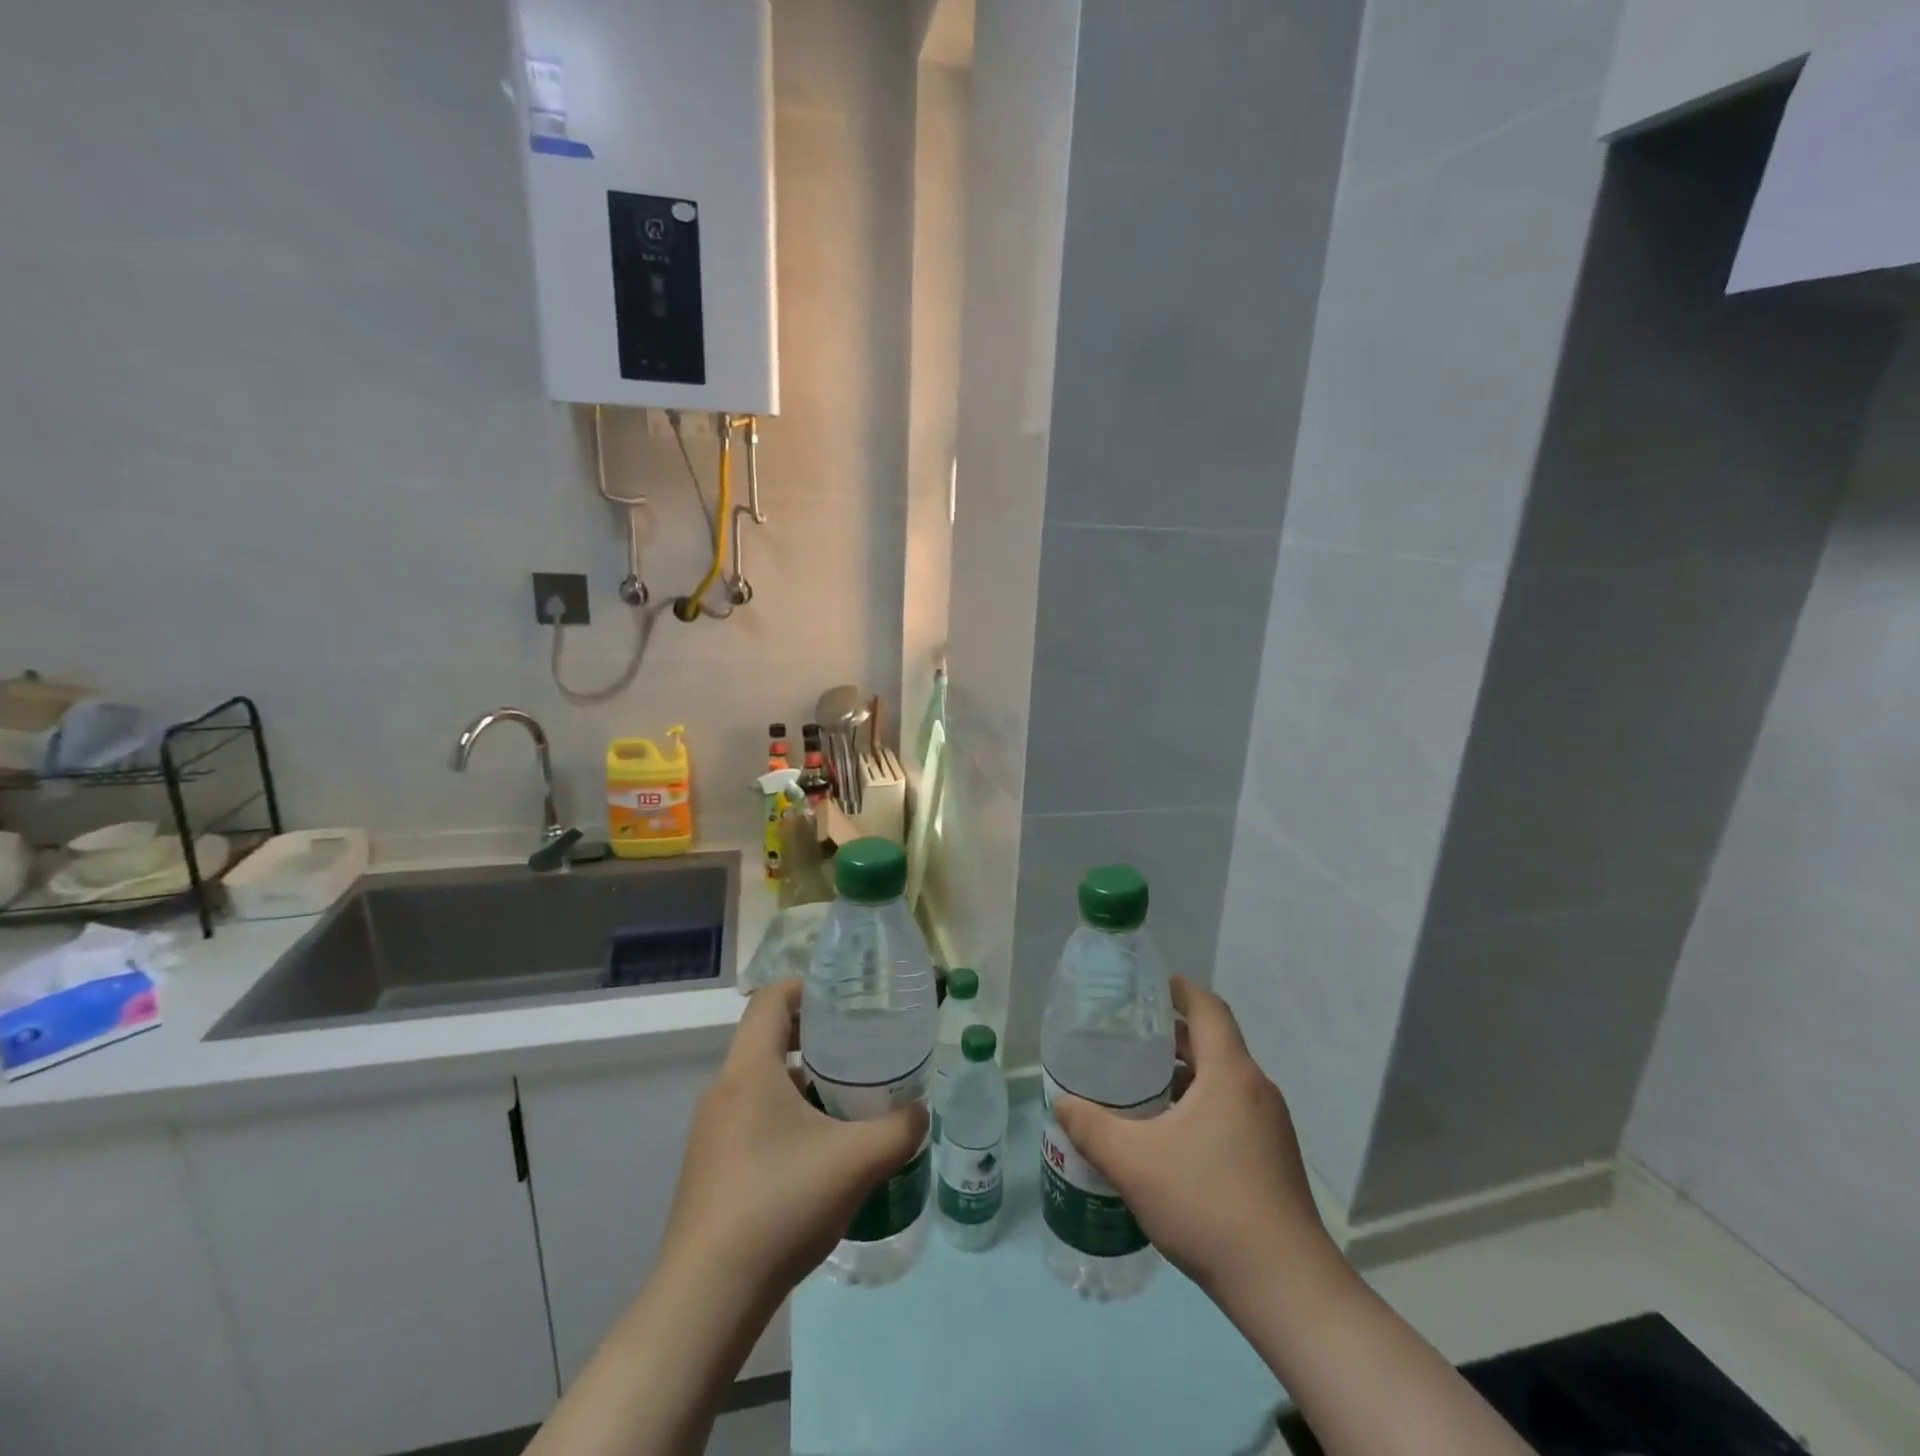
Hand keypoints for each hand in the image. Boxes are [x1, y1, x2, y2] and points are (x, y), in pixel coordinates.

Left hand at [658, 977, 926, 1303]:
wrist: (707, 1298)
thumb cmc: (780, 1205)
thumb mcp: (856, 1161)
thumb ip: (900, 1129)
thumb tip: (920, 1112)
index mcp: (749, 1070)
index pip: (770, 1000)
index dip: (806, 987)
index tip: (845, 998)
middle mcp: (724, 1091)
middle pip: (768, 1039)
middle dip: (815, 1035)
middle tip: (860, 1045)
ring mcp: (712, 1132)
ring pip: (763, 1083)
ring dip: (804, 1080)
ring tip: (849, 1097)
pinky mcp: (712, 1166)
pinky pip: (753, 1117)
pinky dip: (787, 1114)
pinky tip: (820, 1150)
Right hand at [1052, 976, 1338, 1300]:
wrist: (1286, 1287)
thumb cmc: (1208, 1204)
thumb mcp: (1134, 1162)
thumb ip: (1091, 1127)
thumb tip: (1060, 1101)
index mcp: (1230, 1073)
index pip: (1209, 1009)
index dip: (1181, 990)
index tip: (1152, 986)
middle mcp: (1256, 1089)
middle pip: (1214, 1043)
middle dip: (1174, 1036)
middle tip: (1130, 1039)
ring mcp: (1271, 1126)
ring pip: (1224, 1080)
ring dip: (1187, 1074)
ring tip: (1143, 1086)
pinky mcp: (1275, 1158)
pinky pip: (1233, 1110)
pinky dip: (1202, 1104)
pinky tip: (1171, 1135)